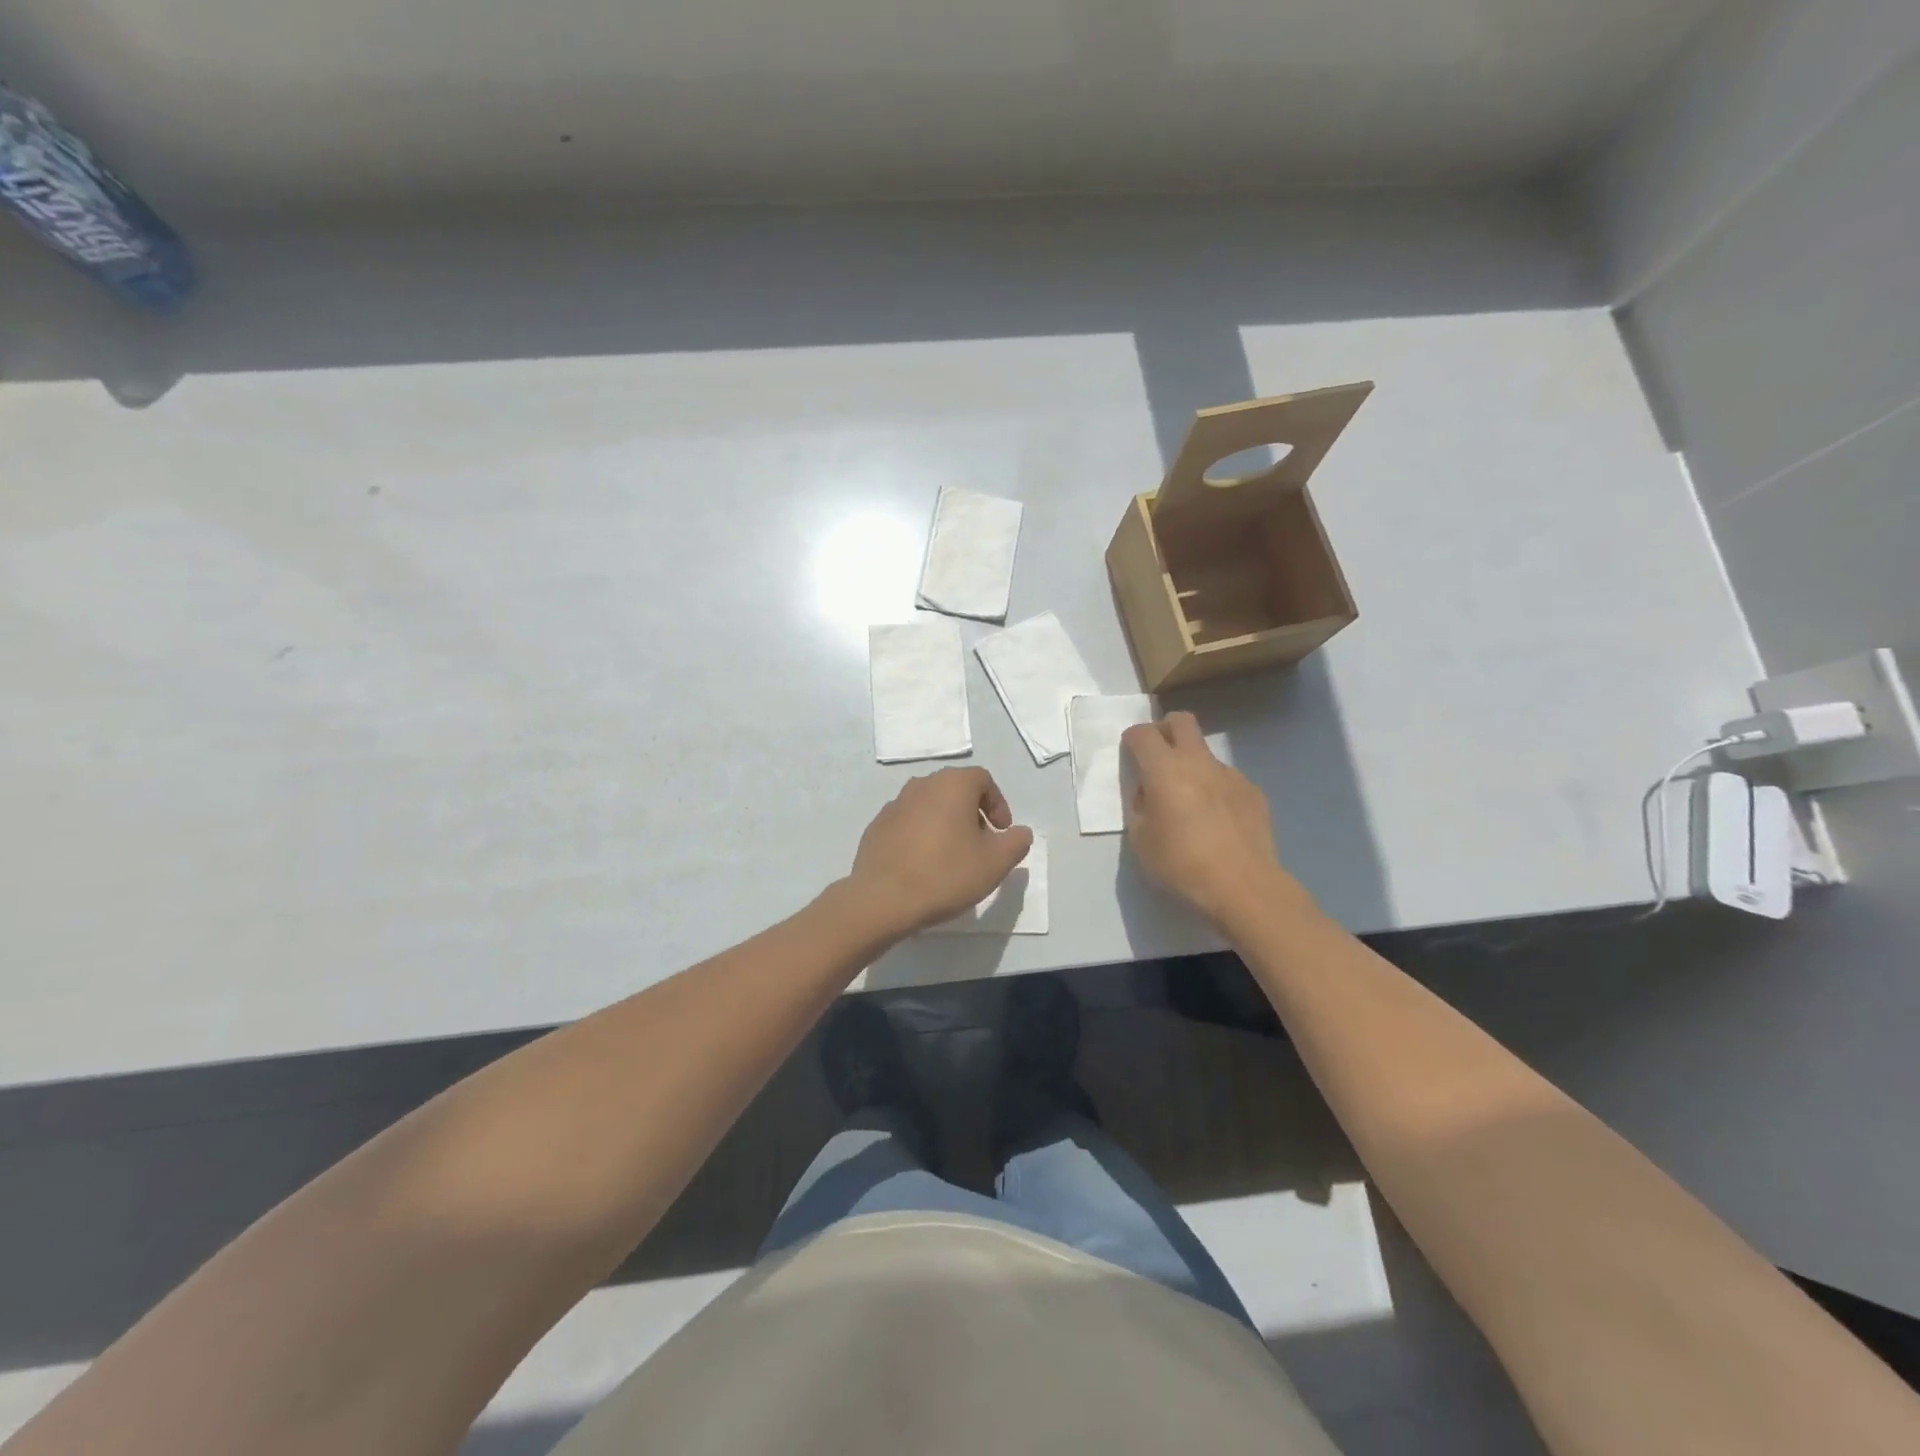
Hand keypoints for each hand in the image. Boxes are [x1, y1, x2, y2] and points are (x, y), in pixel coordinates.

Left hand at [846, 767, 1034, 935]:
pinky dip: (921, 834)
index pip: (983, 779)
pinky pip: (908, 822)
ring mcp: (895, 804)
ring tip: (952, 856)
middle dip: (973, 813)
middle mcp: (922, 785)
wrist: (883, 899)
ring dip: (946, 823)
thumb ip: (1015, 842)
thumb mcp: (995, 863)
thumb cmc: (945, 874)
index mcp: (952, 785)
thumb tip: (1020, 832)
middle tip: (980, 844)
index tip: (1001, 832)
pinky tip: (923, 864)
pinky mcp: (877, 826)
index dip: (998, 804)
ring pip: (930, 805)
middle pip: (955, 789)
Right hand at [1121, 712, 1311, 927]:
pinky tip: (1216, 821)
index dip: (1132, 739)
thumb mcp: (1140, 840)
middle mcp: (1198, 762)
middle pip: (1181, 721)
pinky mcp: (1252, 792)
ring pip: (1205, 753)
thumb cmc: (1181, 864)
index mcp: (1164, 769)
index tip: (1129, 756)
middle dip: (1165, 730)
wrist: (1243, 886)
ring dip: (1191, 765)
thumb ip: (1139, 807)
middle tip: (1158, 758)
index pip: (1142, 733)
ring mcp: (1230, 774)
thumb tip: (1147, 793)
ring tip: (1189, 803)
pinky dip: (1214, 789)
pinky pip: (1226, 779)